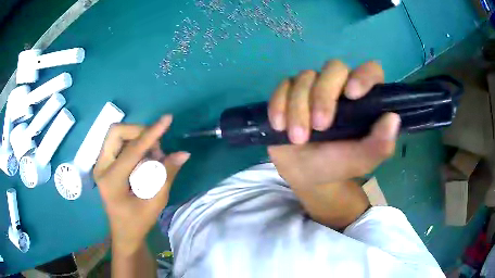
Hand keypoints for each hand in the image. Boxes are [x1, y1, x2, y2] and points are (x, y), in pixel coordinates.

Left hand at [94, 115, 189, 254]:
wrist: (124, 232)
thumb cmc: (138, 222)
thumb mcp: (155, 202)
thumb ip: (167, 174)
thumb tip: (183, 153)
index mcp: (111, 180)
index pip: (132, 150)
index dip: (151, 134)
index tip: (167, 120)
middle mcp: (101, 167)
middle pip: (116, 132)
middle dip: (139, 132)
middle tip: (155, 148)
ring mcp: (100, 163)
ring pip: (117, 135)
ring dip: (137, 138)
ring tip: (151, 156)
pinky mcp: (104, 163)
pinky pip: (118, 142)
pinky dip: (133, 144)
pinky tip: (143, 159)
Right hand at [267, 61, 399, 187]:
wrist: (305, 174)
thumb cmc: (337, 165)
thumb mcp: (361, 161)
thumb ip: (380, 144)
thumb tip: (393, 118)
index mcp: (363, 99)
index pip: (370, 71)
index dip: (363, 76)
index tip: (353, 94)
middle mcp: (339, 86)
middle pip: (334, 68)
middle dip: (323, 96)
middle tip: (320, 127)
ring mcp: (312, 87)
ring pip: (305, 77)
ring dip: (298, 108)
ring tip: (298, 139)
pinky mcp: (289, 93)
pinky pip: (283, 86)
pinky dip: (279, 105)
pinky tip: (280, 126)